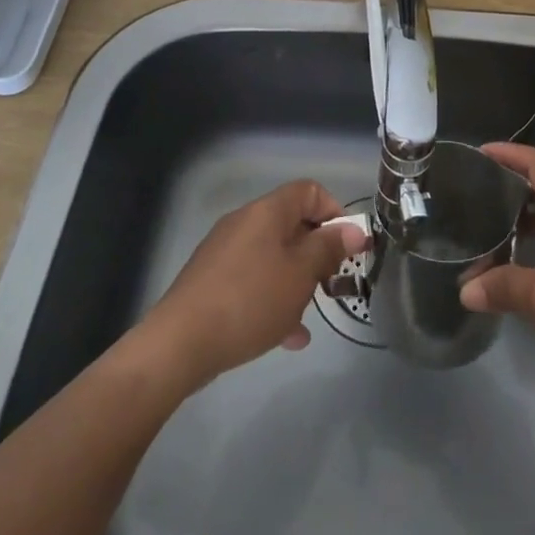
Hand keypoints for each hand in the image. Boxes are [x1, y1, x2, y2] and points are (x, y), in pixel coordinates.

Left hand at [142, 180, 366, 391]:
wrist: (180, 343)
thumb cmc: (250, 300)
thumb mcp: (300, 275)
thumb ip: (329, 249)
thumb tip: (353, 229)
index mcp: (267, 212)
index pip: (309, 191)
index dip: (334, 212)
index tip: (347, 247)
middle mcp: (244, 223)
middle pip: (291, 225)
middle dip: (316, 253)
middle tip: (330, 283)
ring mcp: (224, 252)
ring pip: (273, 257)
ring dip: (295, 281)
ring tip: (307, 315)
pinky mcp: (211, 282)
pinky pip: (252, 281)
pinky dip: (271, 299)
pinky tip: (285, 336)